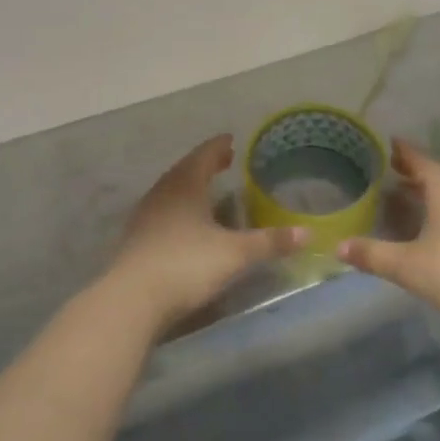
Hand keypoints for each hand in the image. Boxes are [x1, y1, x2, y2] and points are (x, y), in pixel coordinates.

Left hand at [103, 135, 305, 331]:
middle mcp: (163, 193)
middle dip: (205, 164)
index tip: (231, 140)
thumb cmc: (186, 265)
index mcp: (185, 185)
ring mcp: (145, 216)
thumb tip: (307, 233)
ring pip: (171, 190)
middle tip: (225, 161)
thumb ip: (270, 242)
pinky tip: (186, 222)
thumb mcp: (235, 254)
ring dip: (190, 185)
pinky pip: (162, 211)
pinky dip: (178, 207)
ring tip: (207, 188)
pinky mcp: (136, 239)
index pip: (204, 155)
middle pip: (185, 170)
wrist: (132, 300)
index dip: (219, 147)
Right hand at [339, 139, 439, 332]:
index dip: (402, 151)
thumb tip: (338, 247)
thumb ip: (372, 254)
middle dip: (411, 169)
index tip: (385, 142)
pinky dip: (437, 206)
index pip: (420, 160)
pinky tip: (425, 222)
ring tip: (400, 193)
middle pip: (434, 173)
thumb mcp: (406, 265)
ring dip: (424, 189)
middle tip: (386, 168)